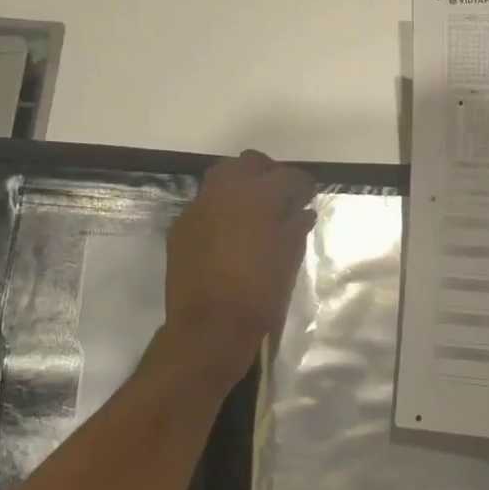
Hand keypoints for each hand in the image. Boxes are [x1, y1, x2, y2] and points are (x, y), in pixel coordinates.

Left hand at [163, 150, 316, 376]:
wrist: (210, 326)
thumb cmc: (260, 292)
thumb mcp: (290, 258)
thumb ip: (296, 226)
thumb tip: (302, 211)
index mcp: (259, 195)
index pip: (288, 176)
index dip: (302, 185)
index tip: (307, 197)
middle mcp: (226, 190)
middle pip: (251, 163)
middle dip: (268, 175)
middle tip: (280, 199)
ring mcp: (199, 206)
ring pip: (223, 177)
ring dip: (241, 186)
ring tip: (254, 212)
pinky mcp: (181, 225)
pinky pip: (205, 204)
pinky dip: (221, 209)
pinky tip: (229, 233)